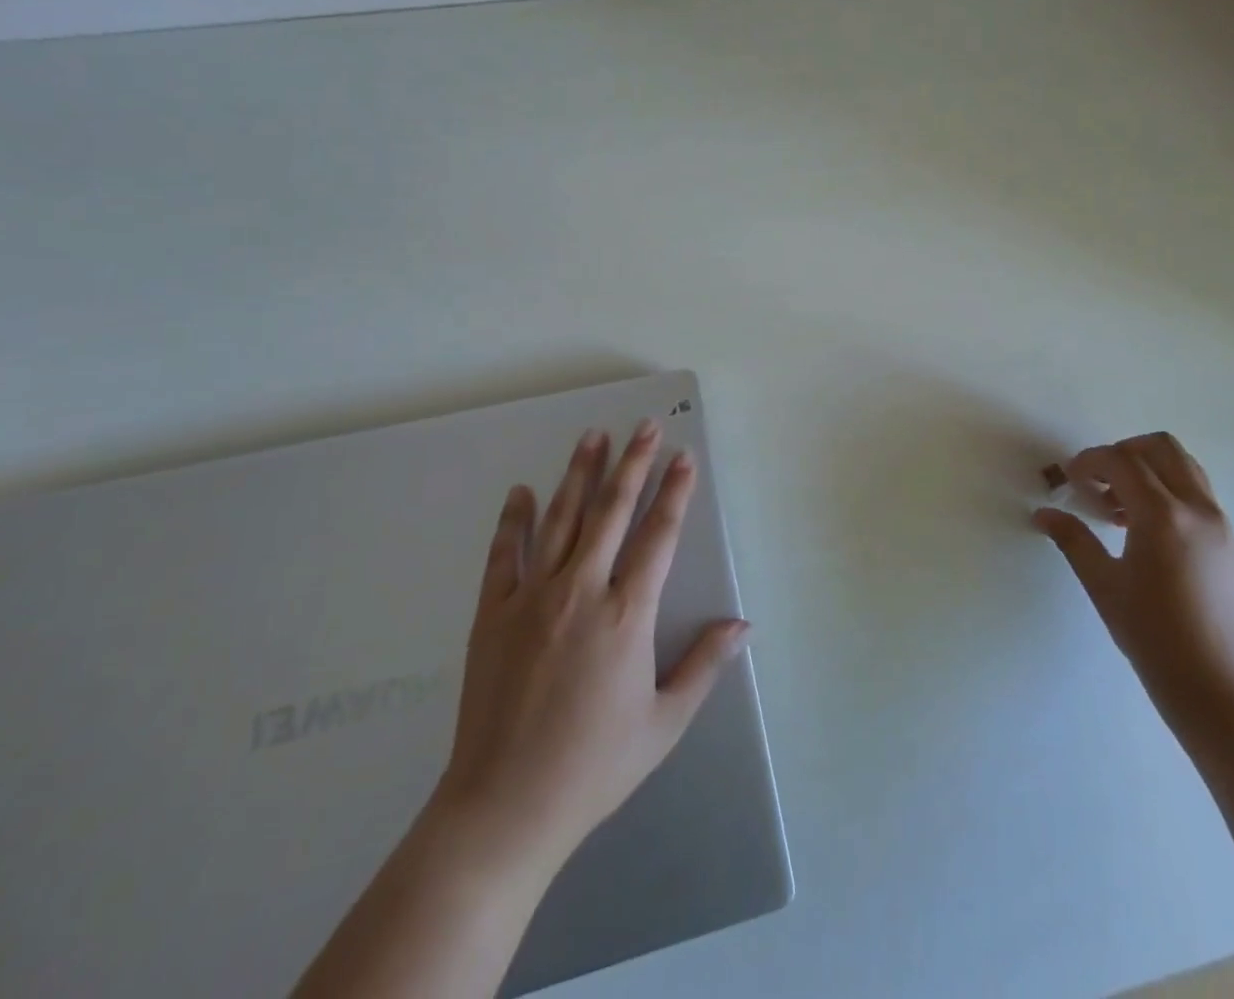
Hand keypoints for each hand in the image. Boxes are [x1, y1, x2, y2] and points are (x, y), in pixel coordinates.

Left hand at [433, 420, 748, 868]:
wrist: (504, 808)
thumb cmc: (594, 766)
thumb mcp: (664, 722)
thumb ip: (704, 666)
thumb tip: (742, 625)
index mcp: (627, 615)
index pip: (658, 536)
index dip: (674, 492)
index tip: (684, 457)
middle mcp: (581, 591)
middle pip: (612, 512)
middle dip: (632, 464)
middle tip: (644, 426)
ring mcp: (532, 598)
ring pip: (561, 520)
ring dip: (579, 474)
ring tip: (593, 436)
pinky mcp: (491, 614)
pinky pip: (504, 555)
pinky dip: (514, 520)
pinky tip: (521, 492)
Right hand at [1032, 432, 1233, 742]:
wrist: (1220, 689)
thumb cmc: (1154, 637)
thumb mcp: (1103, 585)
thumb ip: (1073, 540)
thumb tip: (1043, 513)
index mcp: (1163, 515)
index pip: (1122, 460)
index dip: (1090, 460)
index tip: (1069, 478)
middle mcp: (1196, 508)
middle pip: (1159, 447)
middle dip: (1122, 452)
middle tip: (1096, 482)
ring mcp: (1218, 522)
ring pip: (1182, 464)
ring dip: (1146, 468)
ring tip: (1118, 505)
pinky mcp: (1227, 539)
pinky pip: (1195, 490)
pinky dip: (1166, 488)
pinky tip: (1142, 528)